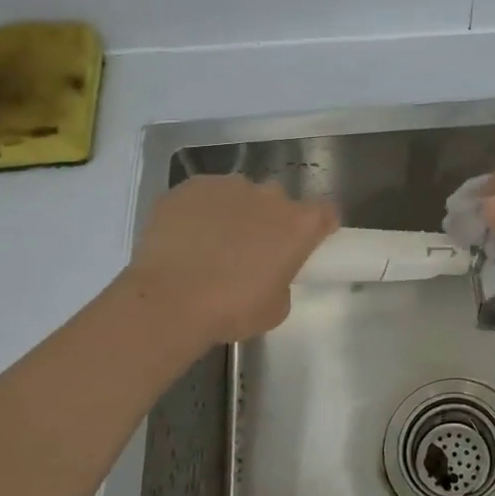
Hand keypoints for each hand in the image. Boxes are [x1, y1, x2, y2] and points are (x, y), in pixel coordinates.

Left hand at [123, 175, 337, 341]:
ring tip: (212, 245)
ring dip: (235, 213)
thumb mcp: (276, 308)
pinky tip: (186, 238)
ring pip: (240, 195)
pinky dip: (200, 212)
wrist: (168, 301)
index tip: (307, 244)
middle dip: (271, 220)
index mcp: (299, 224)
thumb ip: (283, 281)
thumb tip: (270, 274)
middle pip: (279, 201)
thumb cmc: (231, 310)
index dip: (318, 227)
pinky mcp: (190, 186)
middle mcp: (269, 196)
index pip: (325, 212)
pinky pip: (203, 196)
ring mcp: (228, 186)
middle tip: (253, 251)